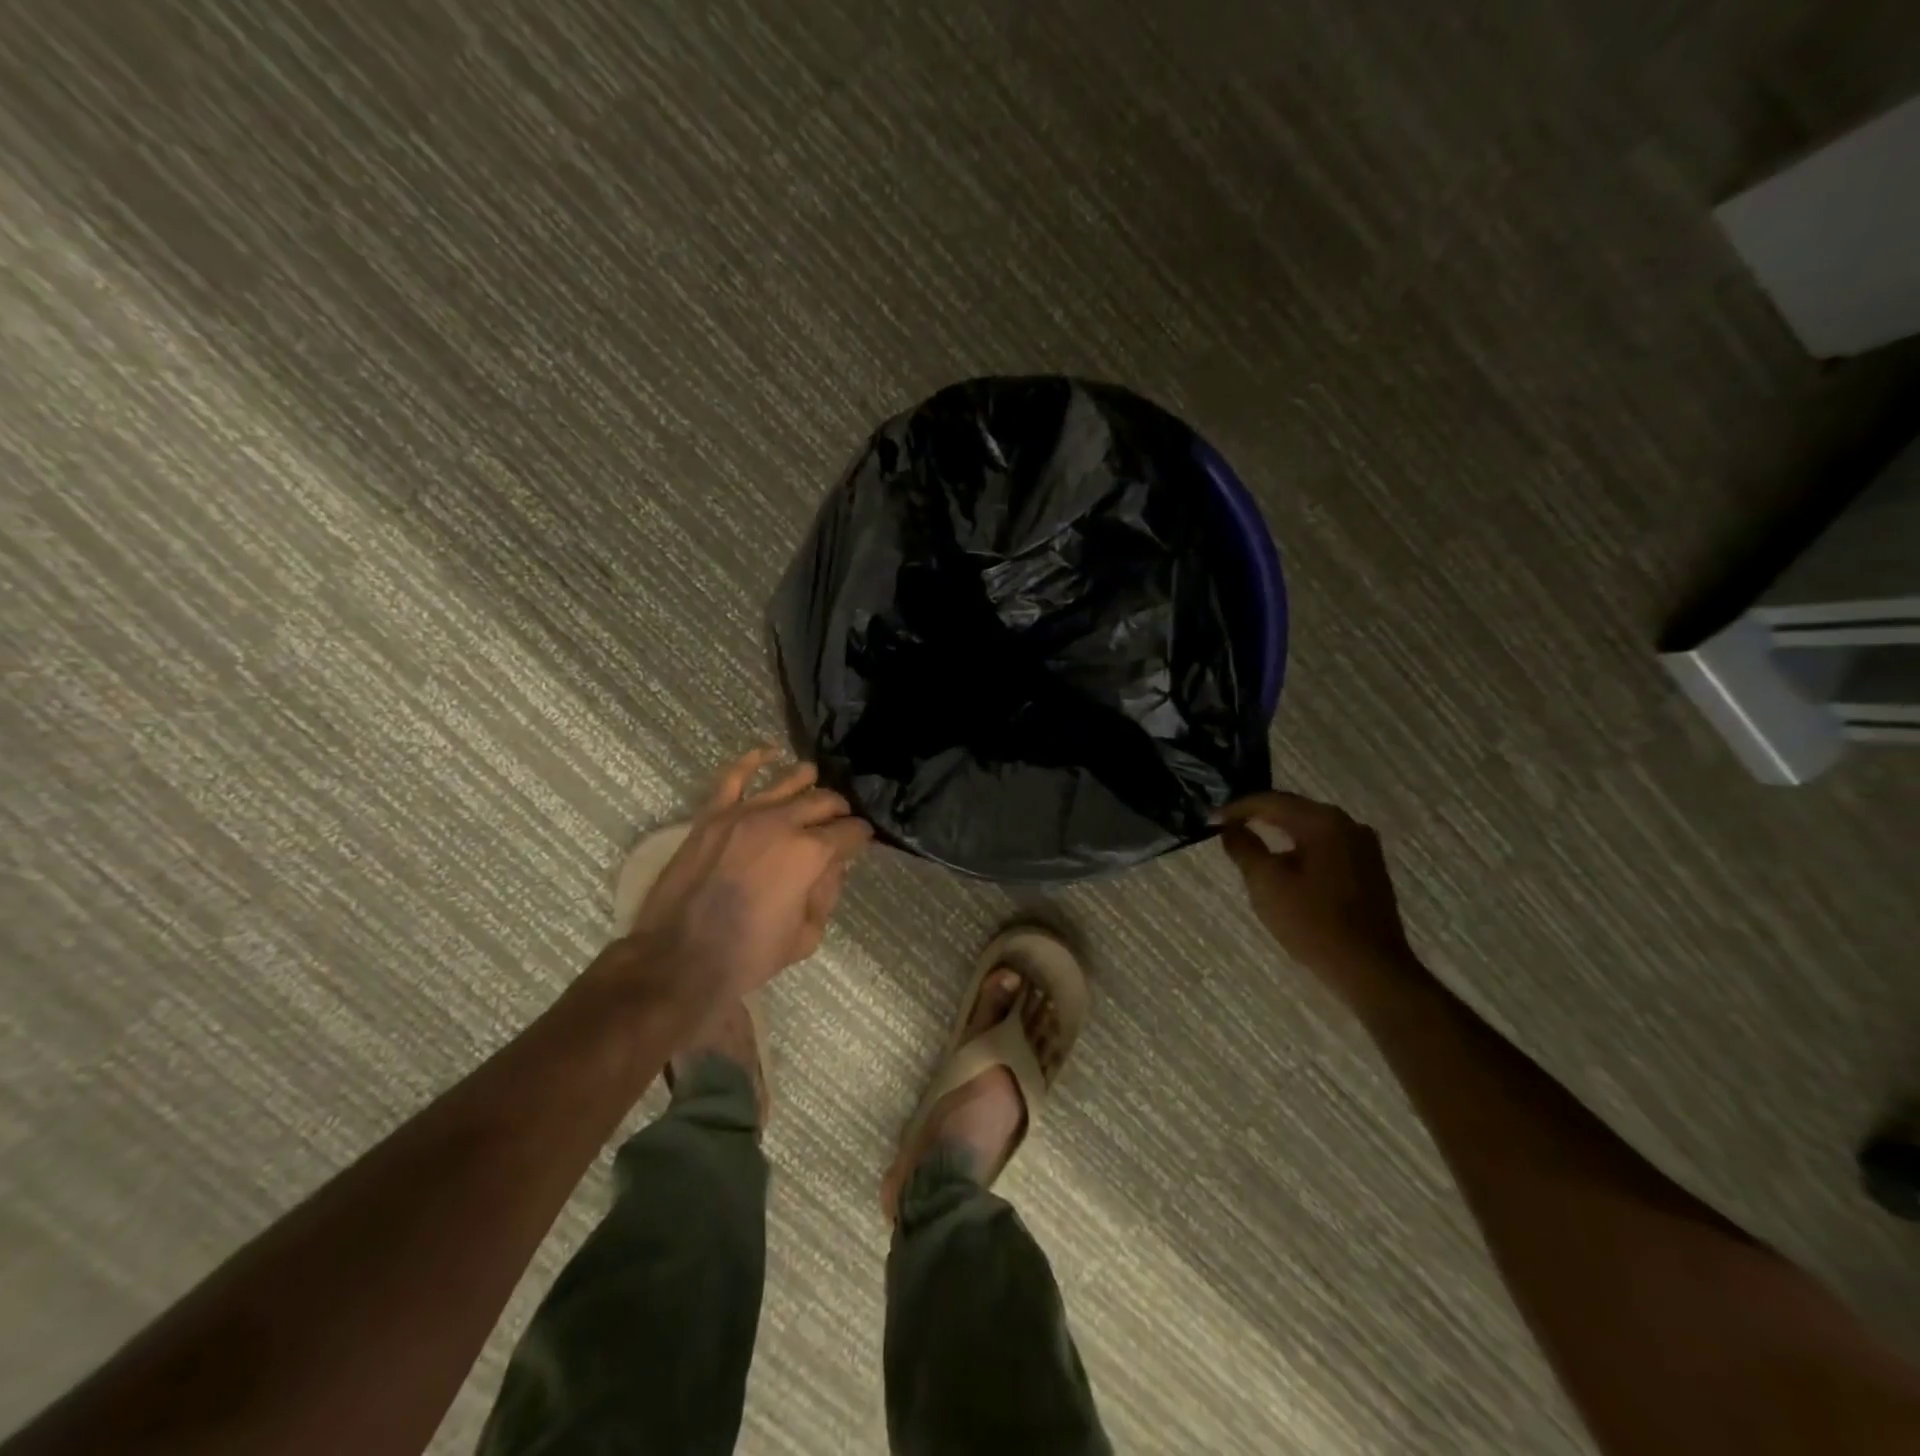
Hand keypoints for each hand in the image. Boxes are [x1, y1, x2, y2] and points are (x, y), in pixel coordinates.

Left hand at [596, 749, 872, 1032]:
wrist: (679, 959)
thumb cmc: (748, 955)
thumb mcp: (806, 936)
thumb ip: (827, 894)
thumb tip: (833, 866)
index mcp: (811, 854)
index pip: (850, 832)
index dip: (861, 837)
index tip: (861, 842)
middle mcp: (783, 822)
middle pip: (824, 801)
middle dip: (839, 812)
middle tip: (839, 823)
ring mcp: (745, 813)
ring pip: (788, 780)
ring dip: (809, 782)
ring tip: (814, 787)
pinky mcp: (713, 814)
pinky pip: (735, 775)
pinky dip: (755, 759)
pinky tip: (771, 753)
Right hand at [1218, 790, 1424, 1012]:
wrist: (1370, 969)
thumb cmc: (1312, 922)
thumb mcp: (1266, 883)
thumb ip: (1244, 848)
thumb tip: (1230, 829)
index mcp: (1323, 822)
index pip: (1270, 801)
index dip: (1237, 808)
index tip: (1210, 819)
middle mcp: (1348, 824)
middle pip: (1293, 810)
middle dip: (1258, 816)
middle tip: (1227, 825)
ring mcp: (1363, 846)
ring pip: (1310, 828)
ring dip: (1279, 831)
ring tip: (1250, 840)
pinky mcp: (1368, 868)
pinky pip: (1325, 845)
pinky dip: (1299, 847)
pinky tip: (1284, 861)